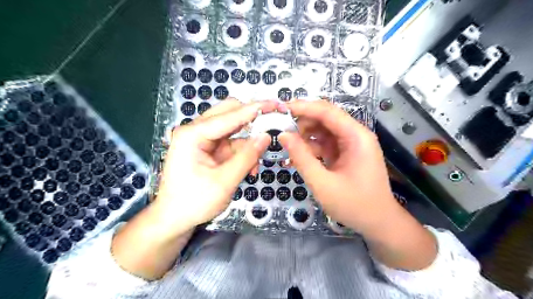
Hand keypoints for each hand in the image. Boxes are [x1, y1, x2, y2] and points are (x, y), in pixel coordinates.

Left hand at [152, 100, 271, 236]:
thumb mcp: (225, 181)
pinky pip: (231, 143)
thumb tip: (267, 136)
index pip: (229, 116)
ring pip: (232, 129)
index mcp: (193, 134)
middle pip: (228, 114)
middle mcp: (196, 131)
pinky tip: (250, 166)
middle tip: (272, 122)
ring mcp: (202, 139)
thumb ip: (247, 157)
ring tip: (260, 158)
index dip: (254, 109)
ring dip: (248, 141)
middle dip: (251, 119)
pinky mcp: (208, 149)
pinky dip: (243, 152)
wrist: (174, 220)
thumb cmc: (194, 202)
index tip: (275, 104)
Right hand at [280, 100, 399, 233]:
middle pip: (326, 117)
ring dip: (306, 134)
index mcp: (356, 137)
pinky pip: (326, 142)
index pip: (327, 111)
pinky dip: (312, 146)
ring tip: (289, 145)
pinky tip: (300, 156)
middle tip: (282, 130)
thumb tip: (283, 135)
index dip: (303, 107)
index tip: (282, 109)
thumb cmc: (354, 205)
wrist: (378, 223)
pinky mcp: (347, 153)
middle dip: (303, 121)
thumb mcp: (322, 183)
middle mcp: (356, 135)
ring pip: (324, 129)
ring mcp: (352, 144)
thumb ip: (301, 158)